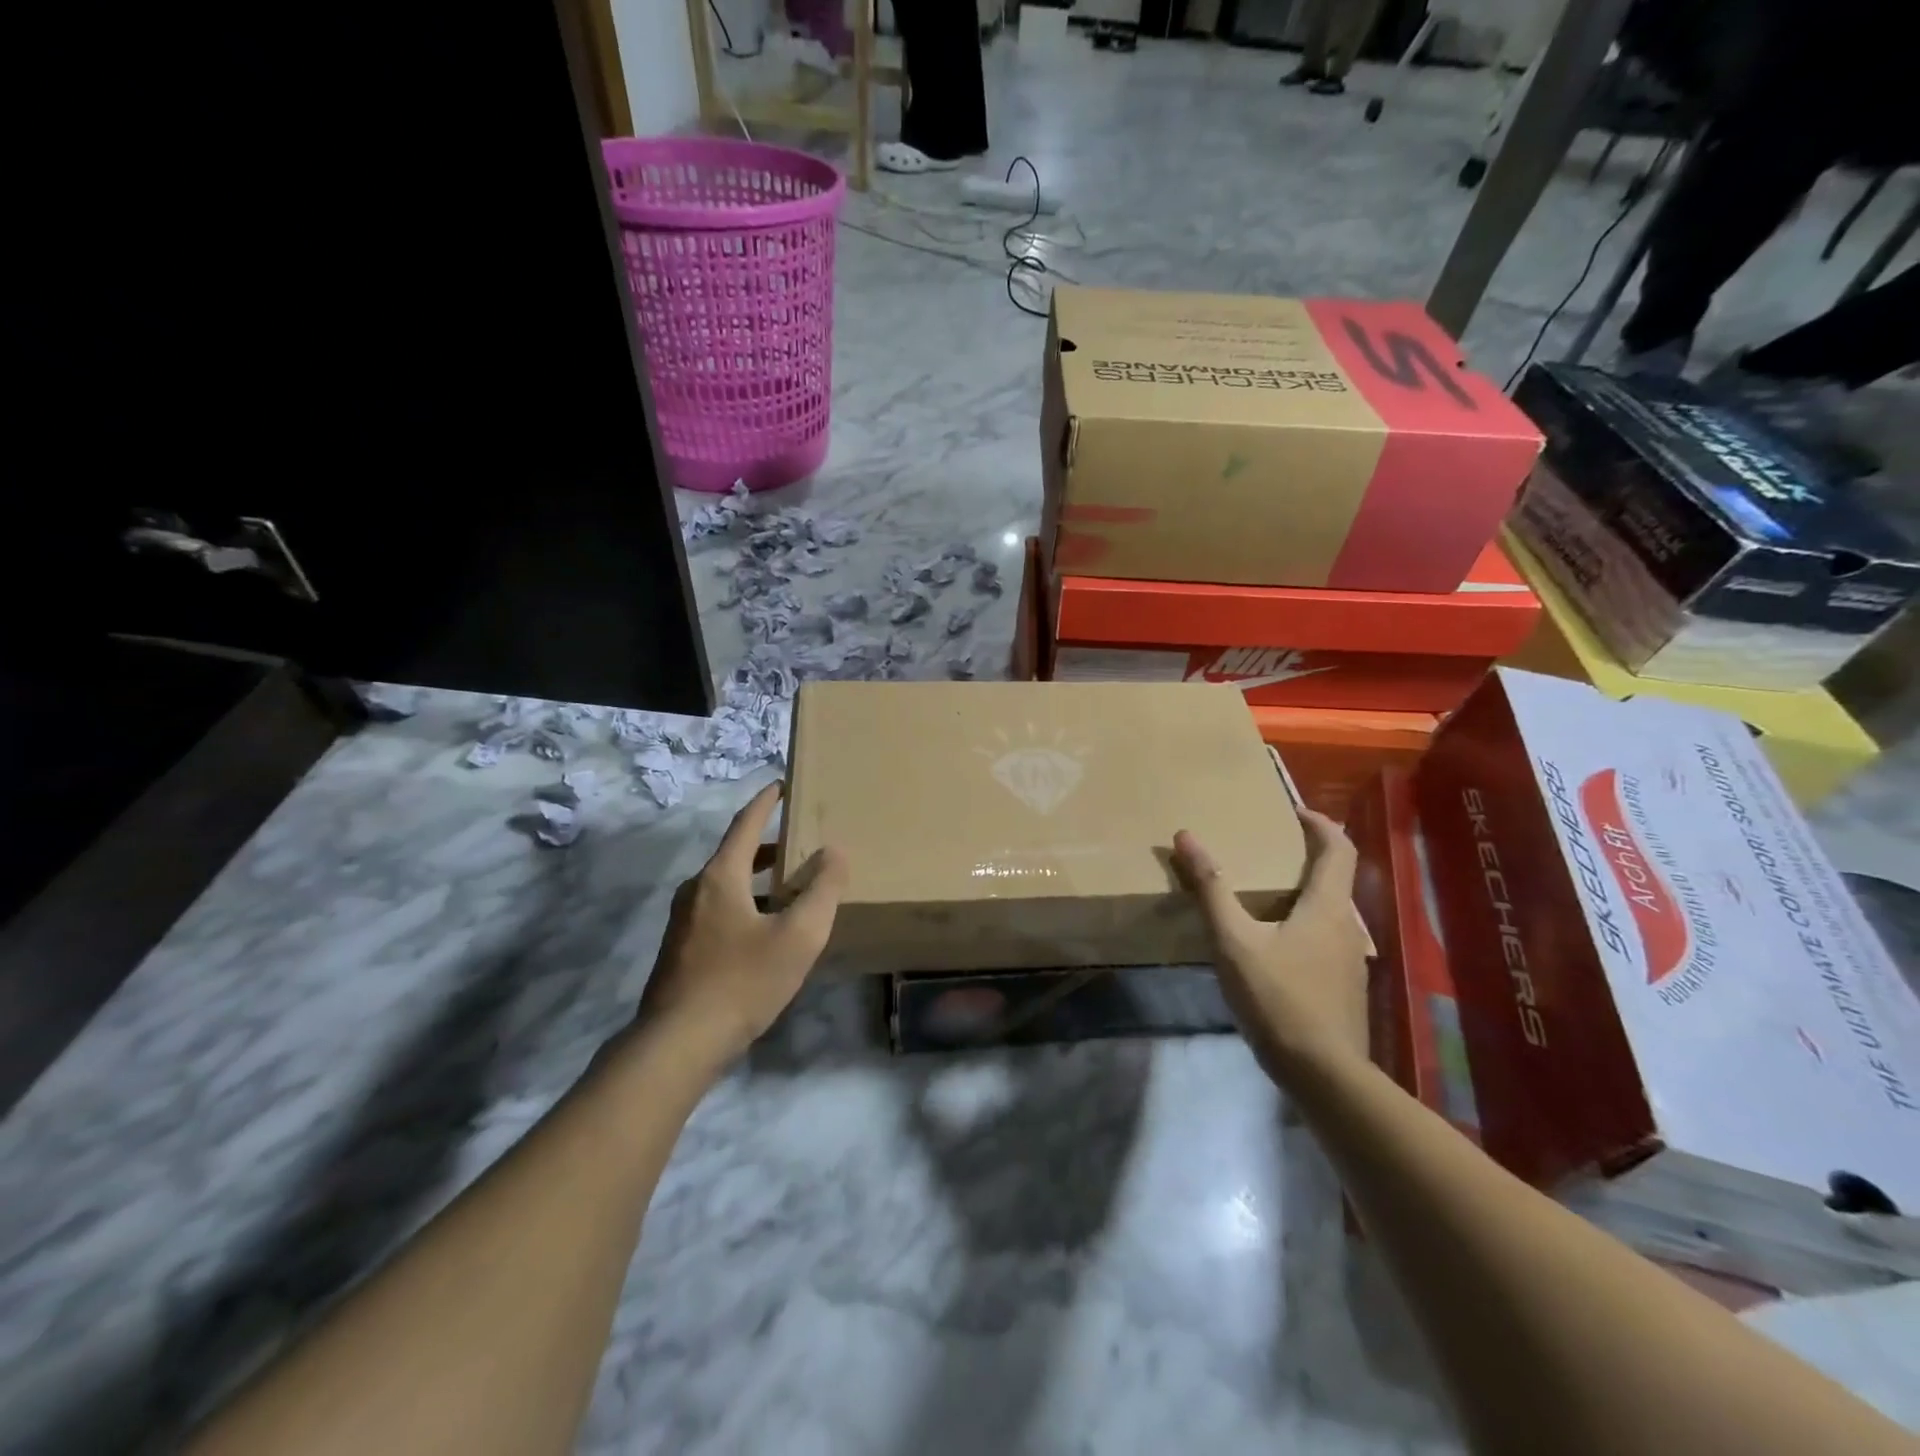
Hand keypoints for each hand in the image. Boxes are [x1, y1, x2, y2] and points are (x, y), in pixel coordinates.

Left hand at [635, 783, 847, 1063]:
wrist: (678, 1043)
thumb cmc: (743, 981)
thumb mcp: (798, 935)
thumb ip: (822, 890)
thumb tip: (834, 852)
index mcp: (721, 876)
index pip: (746, 824)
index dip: (767, 801)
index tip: (783, 783)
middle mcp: (696, 890)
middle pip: (736, 854)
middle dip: (769, 845)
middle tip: (801, 842)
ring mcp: (684, 921)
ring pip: (728, 885)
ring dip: (760, 879)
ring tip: (792, 889)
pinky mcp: (682, 950)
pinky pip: (720, 911)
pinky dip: (747, 904)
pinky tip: (768, 932)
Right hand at [1173, 808, 1368, 1086]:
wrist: (1324, 1075)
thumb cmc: (1278, 999)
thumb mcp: (1233, 941)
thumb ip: (1210, 888)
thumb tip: (1186, 836)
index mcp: (1327, 906)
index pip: (1339, 848)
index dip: (1320, 824)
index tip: (1294, 812)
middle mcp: (1348, 926)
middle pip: (1337, 877)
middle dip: (1309, 856)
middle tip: (1271, 849)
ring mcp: (1350, 960)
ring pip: (1332, 911)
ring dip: (1306, 892)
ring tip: (1266, 895)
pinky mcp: (1344, 987)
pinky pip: (1326, 939)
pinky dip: (1305, 924)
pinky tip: (1274, 946)